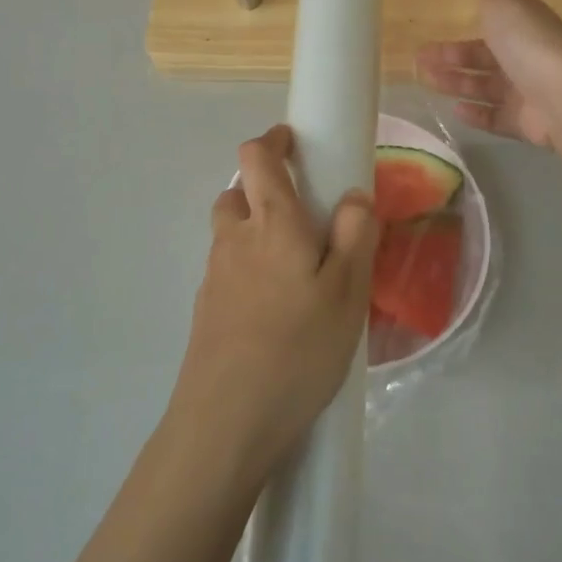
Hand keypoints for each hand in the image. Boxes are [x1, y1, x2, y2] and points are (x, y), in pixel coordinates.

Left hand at [171, 125, 378, 485]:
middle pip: (237, 192)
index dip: (273, 140)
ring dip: (255, 229)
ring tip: (294, 266)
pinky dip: (247, 267)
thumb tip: (353, 195)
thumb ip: (356, 235)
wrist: (227, 421)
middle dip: (264, 188)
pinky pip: (227, 269)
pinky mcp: (205, 308)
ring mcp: (213, 275)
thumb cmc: (299, 348)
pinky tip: (274, 308)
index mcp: (272, 223)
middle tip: (304, 215)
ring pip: (230, 232)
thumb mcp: (348, 292)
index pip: (256, 157)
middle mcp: (234, 239)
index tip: (294, 143)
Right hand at [414, 0, 561, 146]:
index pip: (490, 28)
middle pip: (484, 60)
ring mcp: (528, 92)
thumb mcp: (503, 0)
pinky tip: (455, 110)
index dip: (461, 35)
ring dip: (458, 85)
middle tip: (420, 65)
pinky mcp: (526, 122)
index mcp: (524, 26)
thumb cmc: (529, 42)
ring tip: (428, 84)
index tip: (429, 40)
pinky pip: (496, 117)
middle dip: (452, 62)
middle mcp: (527, 58)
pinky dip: (476, 114)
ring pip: (486, 88)